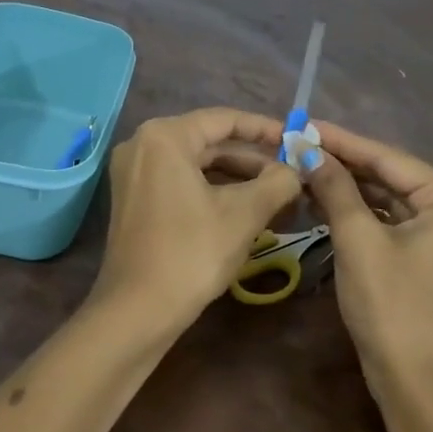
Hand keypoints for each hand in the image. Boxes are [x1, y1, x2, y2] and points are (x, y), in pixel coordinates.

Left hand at [98, 108, 302, 326]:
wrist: (137, 312)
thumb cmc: (191, 253)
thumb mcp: (244, 214)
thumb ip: (278, 181)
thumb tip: (298, 168)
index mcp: (164, 136)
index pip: (224, 120)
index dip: (265, 129)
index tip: (296, 141)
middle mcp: (142, 144)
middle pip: (209, 142)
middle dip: (253, 161)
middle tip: (292, 174)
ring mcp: (133, 173)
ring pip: (196, 165)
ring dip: (237, 180)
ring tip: (278, 197)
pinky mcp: (133, 199)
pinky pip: (180, 182)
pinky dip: (213, 192)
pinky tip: (246, 211)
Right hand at [303, 121, 432, 394]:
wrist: (419, 387)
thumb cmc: (393, 306)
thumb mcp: (358, 240)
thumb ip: (335, 188)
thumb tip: (308, 150)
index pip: (389, 159)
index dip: (343, 141)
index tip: (306, 124)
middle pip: (391, 177)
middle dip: (344, 165)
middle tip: (300, 146)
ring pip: (389, 201)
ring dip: (349, 189)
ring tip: (305, 170)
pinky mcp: (431, 260)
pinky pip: (392, 224)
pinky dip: (360, 214)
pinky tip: (325, 203)